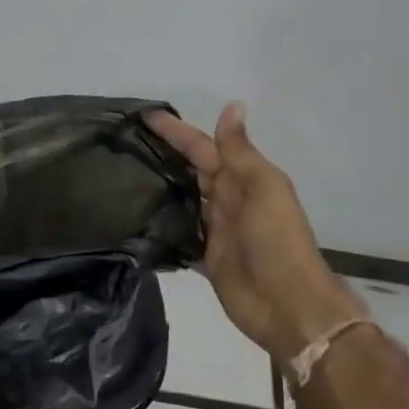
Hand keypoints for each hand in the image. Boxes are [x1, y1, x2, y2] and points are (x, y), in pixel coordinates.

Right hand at [146, 103, 363, 360]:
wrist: (288, 305)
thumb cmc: (277, 240)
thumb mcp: (263, 188)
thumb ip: (240, 151)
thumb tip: (233, 104)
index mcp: (242, 180)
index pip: (202, 147)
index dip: (176, 131)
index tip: (144, 116)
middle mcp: (226, 200)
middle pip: (190, 170)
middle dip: (163, 154)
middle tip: (124, 144)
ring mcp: (215, 230)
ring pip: (182, 200)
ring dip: (159, 187)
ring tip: (121, 177)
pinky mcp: (204, 257)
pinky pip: (178, 235)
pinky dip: (161, 226)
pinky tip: (134, 221)